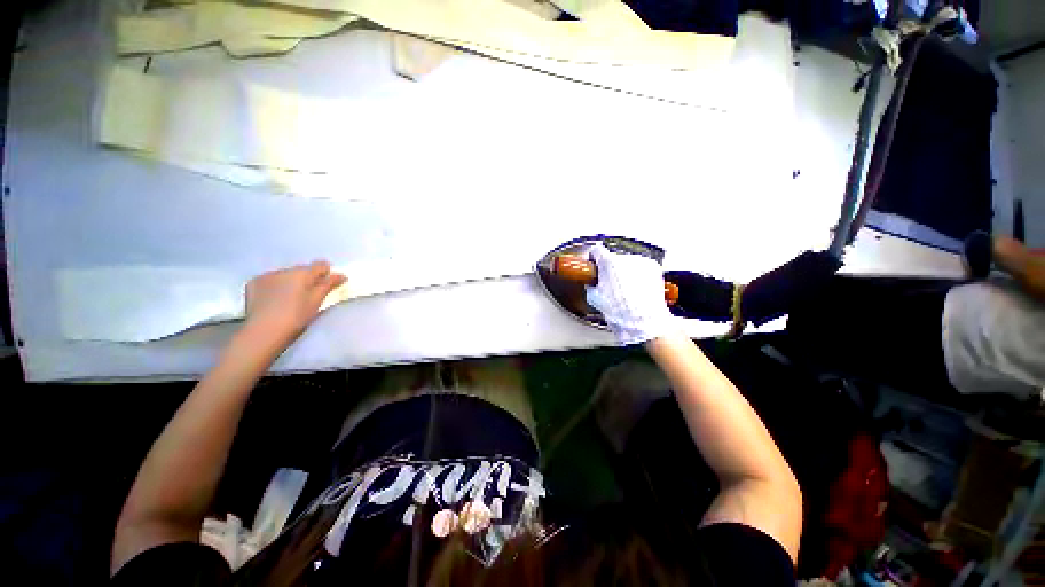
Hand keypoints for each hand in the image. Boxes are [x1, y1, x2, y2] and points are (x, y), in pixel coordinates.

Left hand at [244, 261, 346, 345]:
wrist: (263, 331)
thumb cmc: (296, 317)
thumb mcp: (317, 301)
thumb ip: (329, 285)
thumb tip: (341, 275)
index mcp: (302, 273)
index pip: (320, 265)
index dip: (327, 272)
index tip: (329, 282)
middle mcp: (284, 270)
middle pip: (301, 269)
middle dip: (307, 277)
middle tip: (311, 293)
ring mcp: (266, 276)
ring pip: (285, 274)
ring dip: (291, 281)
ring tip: (291, 297)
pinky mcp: (253, 284)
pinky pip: (270, 280)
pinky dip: (275, 285)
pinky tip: (275, 298)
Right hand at [585, 244, 677, 344]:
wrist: (644, 321)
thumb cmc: (621, 312)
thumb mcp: (594, 298)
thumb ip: (591, 285)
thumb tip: (592, 283)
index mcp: (608, 263)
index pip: (596, 250)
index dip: (593, 258)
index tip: (594, 263)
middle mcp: (625, 258)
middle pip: (613, 258)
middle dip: (610, 268)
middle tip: (609, 284)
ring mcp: (641, 262)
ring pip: (628, 263)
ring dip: (625, 271)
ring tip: (625, 290)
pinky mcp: (653, 267)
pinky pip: (641, 267)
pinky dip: (638, 275)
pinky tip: (636, 289)